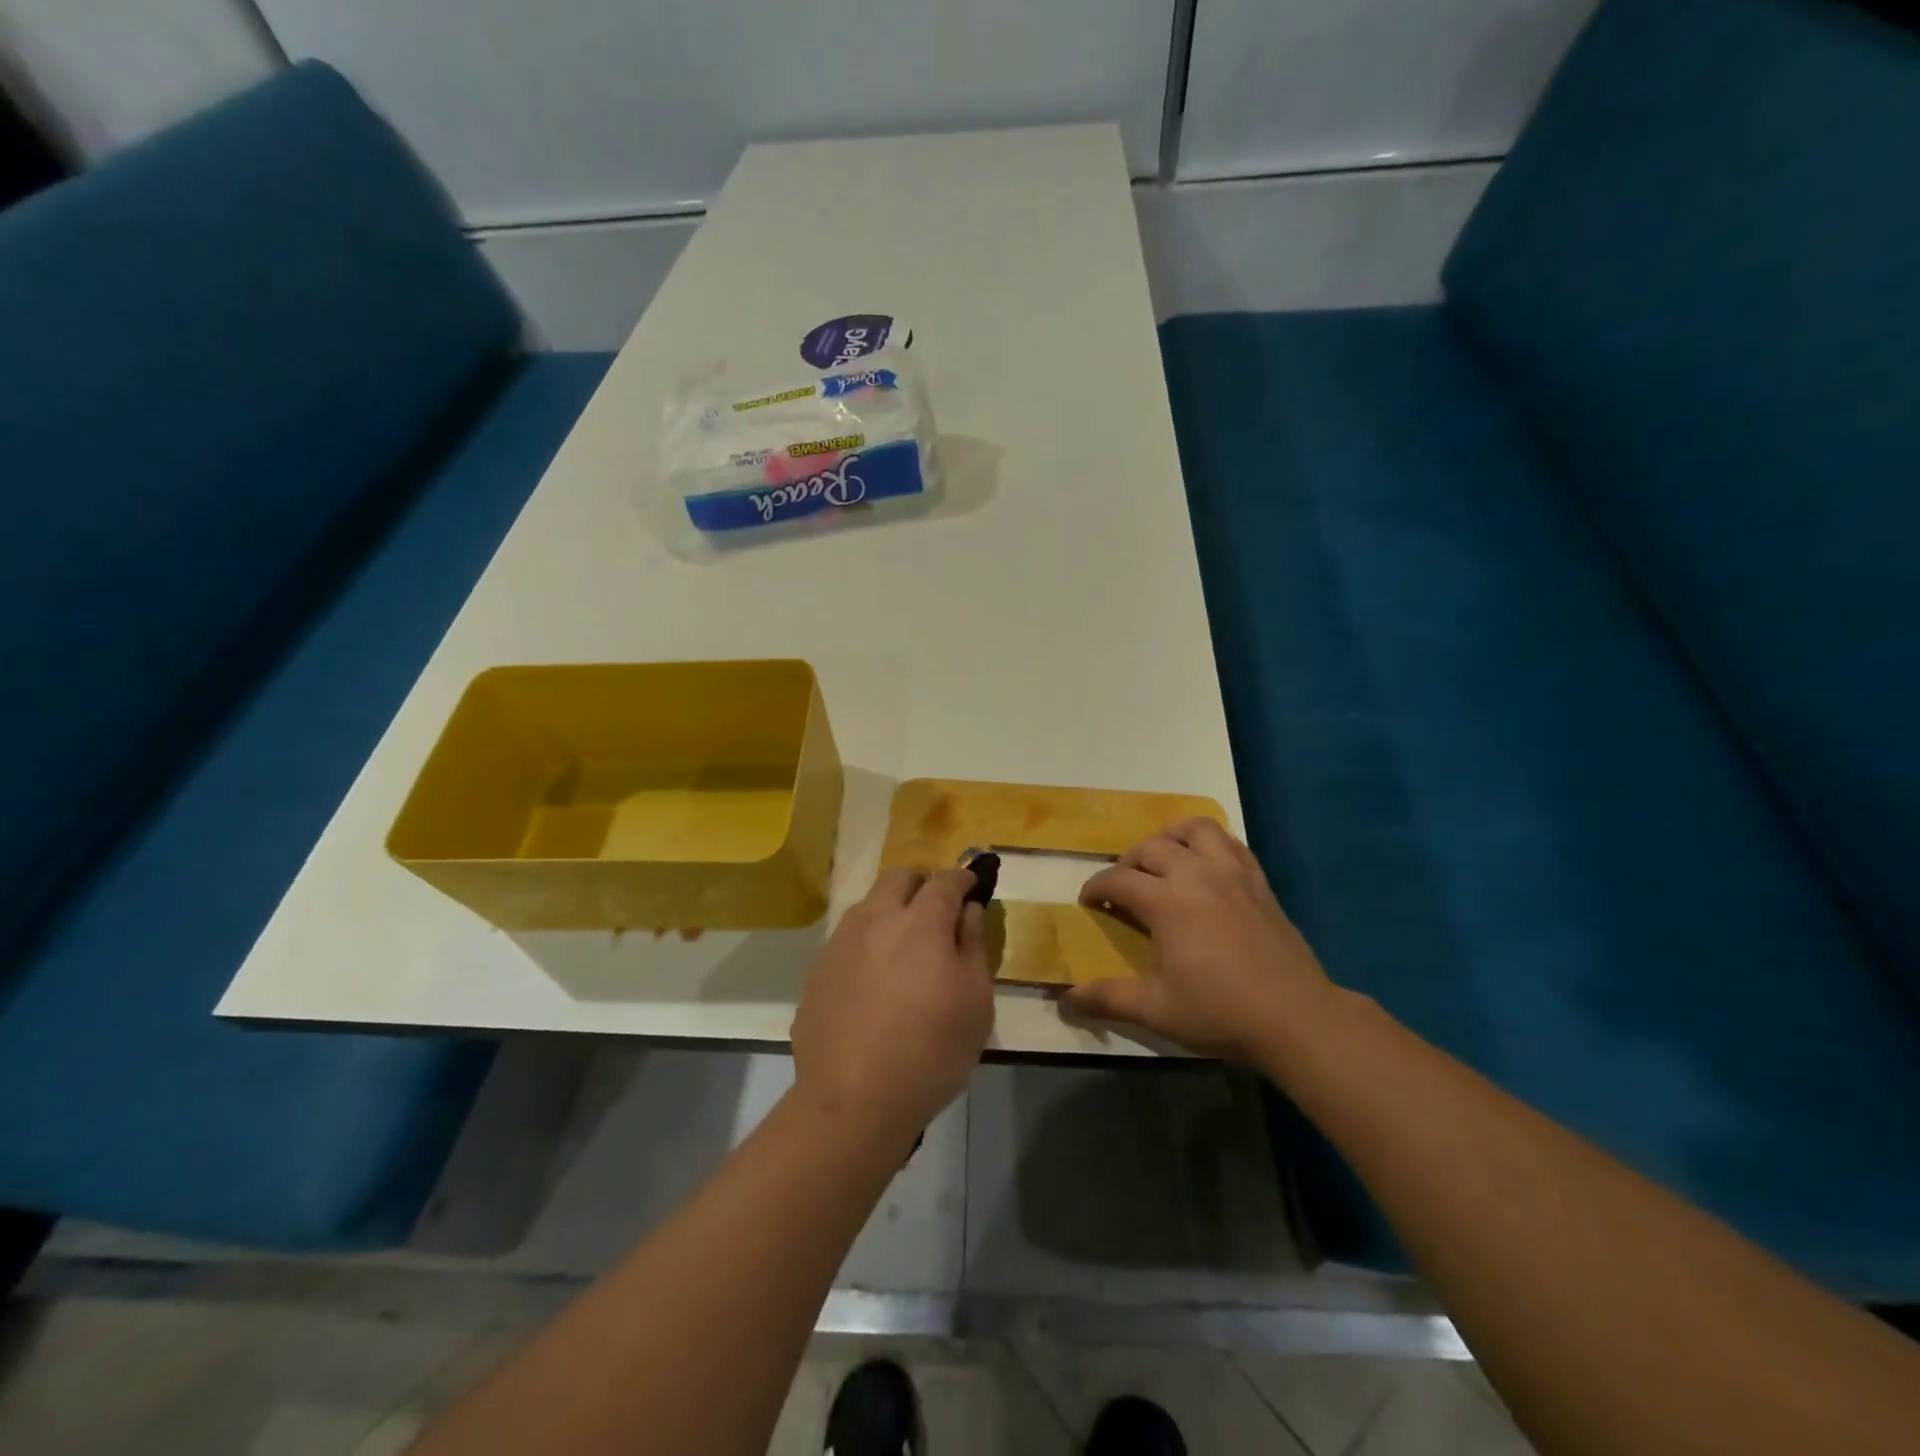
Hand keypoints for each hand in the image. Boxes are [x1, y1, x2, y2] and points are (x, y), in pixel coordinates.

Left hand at [791, 865, 992, 1147]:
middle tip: (939, 908)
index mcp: (921, 923)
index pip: (945, 880)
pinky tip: (875, 976)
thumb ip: (972, 945)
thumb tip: (966, 910)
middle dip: (923, 882)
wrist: (852, 1100)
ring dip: (892, 908)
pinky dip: (869, 939)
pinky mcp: (818, 968)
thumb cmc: (930, 1052)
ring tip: (905, 943)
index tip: (972, 885)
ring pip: (869, 903)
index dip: (963, 877)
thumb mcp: (975, 1002)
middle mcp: (877, 919)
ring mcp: (841, 941)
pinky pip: (849, 936)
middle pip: (900, 876)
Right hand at [1065, 818, 1336, 1062]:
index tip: (1089, 902)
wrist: (1294, 1017)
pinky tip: (1206, 864)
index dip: (1096, 887)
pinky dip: (1211, 843)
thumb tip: (1065, 1000)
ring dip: (1171, 837)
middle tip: (1123, 886)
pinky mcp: (1259, 881)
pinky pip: (1231, 843)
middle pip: (1150, 846)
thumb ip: (1107, 998)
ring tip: (1164, 859)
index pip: (1118, 879)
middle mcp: (1196, 875)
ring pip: (1195, 829)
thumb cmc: (1219, 1011)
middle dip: (1127, 861)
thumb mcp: (1155, 1009)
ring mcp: (1232, 873)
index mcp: (1167, 901)